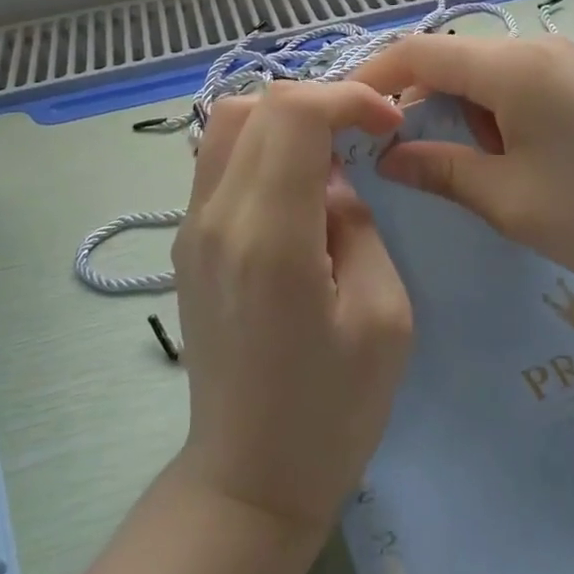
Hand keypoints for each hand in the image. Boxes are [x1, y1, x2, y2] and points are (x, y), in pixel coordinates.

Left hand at [170, 82, 412, 534]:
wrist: (249, 477)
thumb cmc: (331, 411)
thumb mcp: (383, 317)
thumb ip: (358, 225)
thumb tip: (332, 178)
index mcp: (270, 237)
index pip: (293, 113)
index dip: (346, 97)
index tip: (388, 122)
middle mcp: (217, 217)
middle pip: (255, 105)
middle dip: (319, 101)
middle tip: (363, 134)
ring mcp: (191, 227)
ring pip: (226, 122)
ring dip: (283, 118)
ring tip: (329, 153)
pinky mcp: (186, 241)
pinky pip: (217, 158)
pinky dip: (258, 144)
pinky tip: (294, 185)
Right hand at [354, 35, 573, 317]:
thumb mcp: (511, 200)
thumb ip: (441, 170)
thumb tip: (389, 158)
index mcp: (511, 66)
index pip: (418, 53)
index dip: (371, 77)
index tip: (339, 115)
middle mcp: (534, 49)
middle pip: (449, 59)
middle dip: (410, 99)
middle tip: (382, 150)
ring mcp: (564, 66)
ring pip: (482, 76)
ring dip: (452, 113)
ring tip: (439, 165)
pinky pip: (515, 90)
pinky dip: (488, 118)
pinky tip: (493, 161)